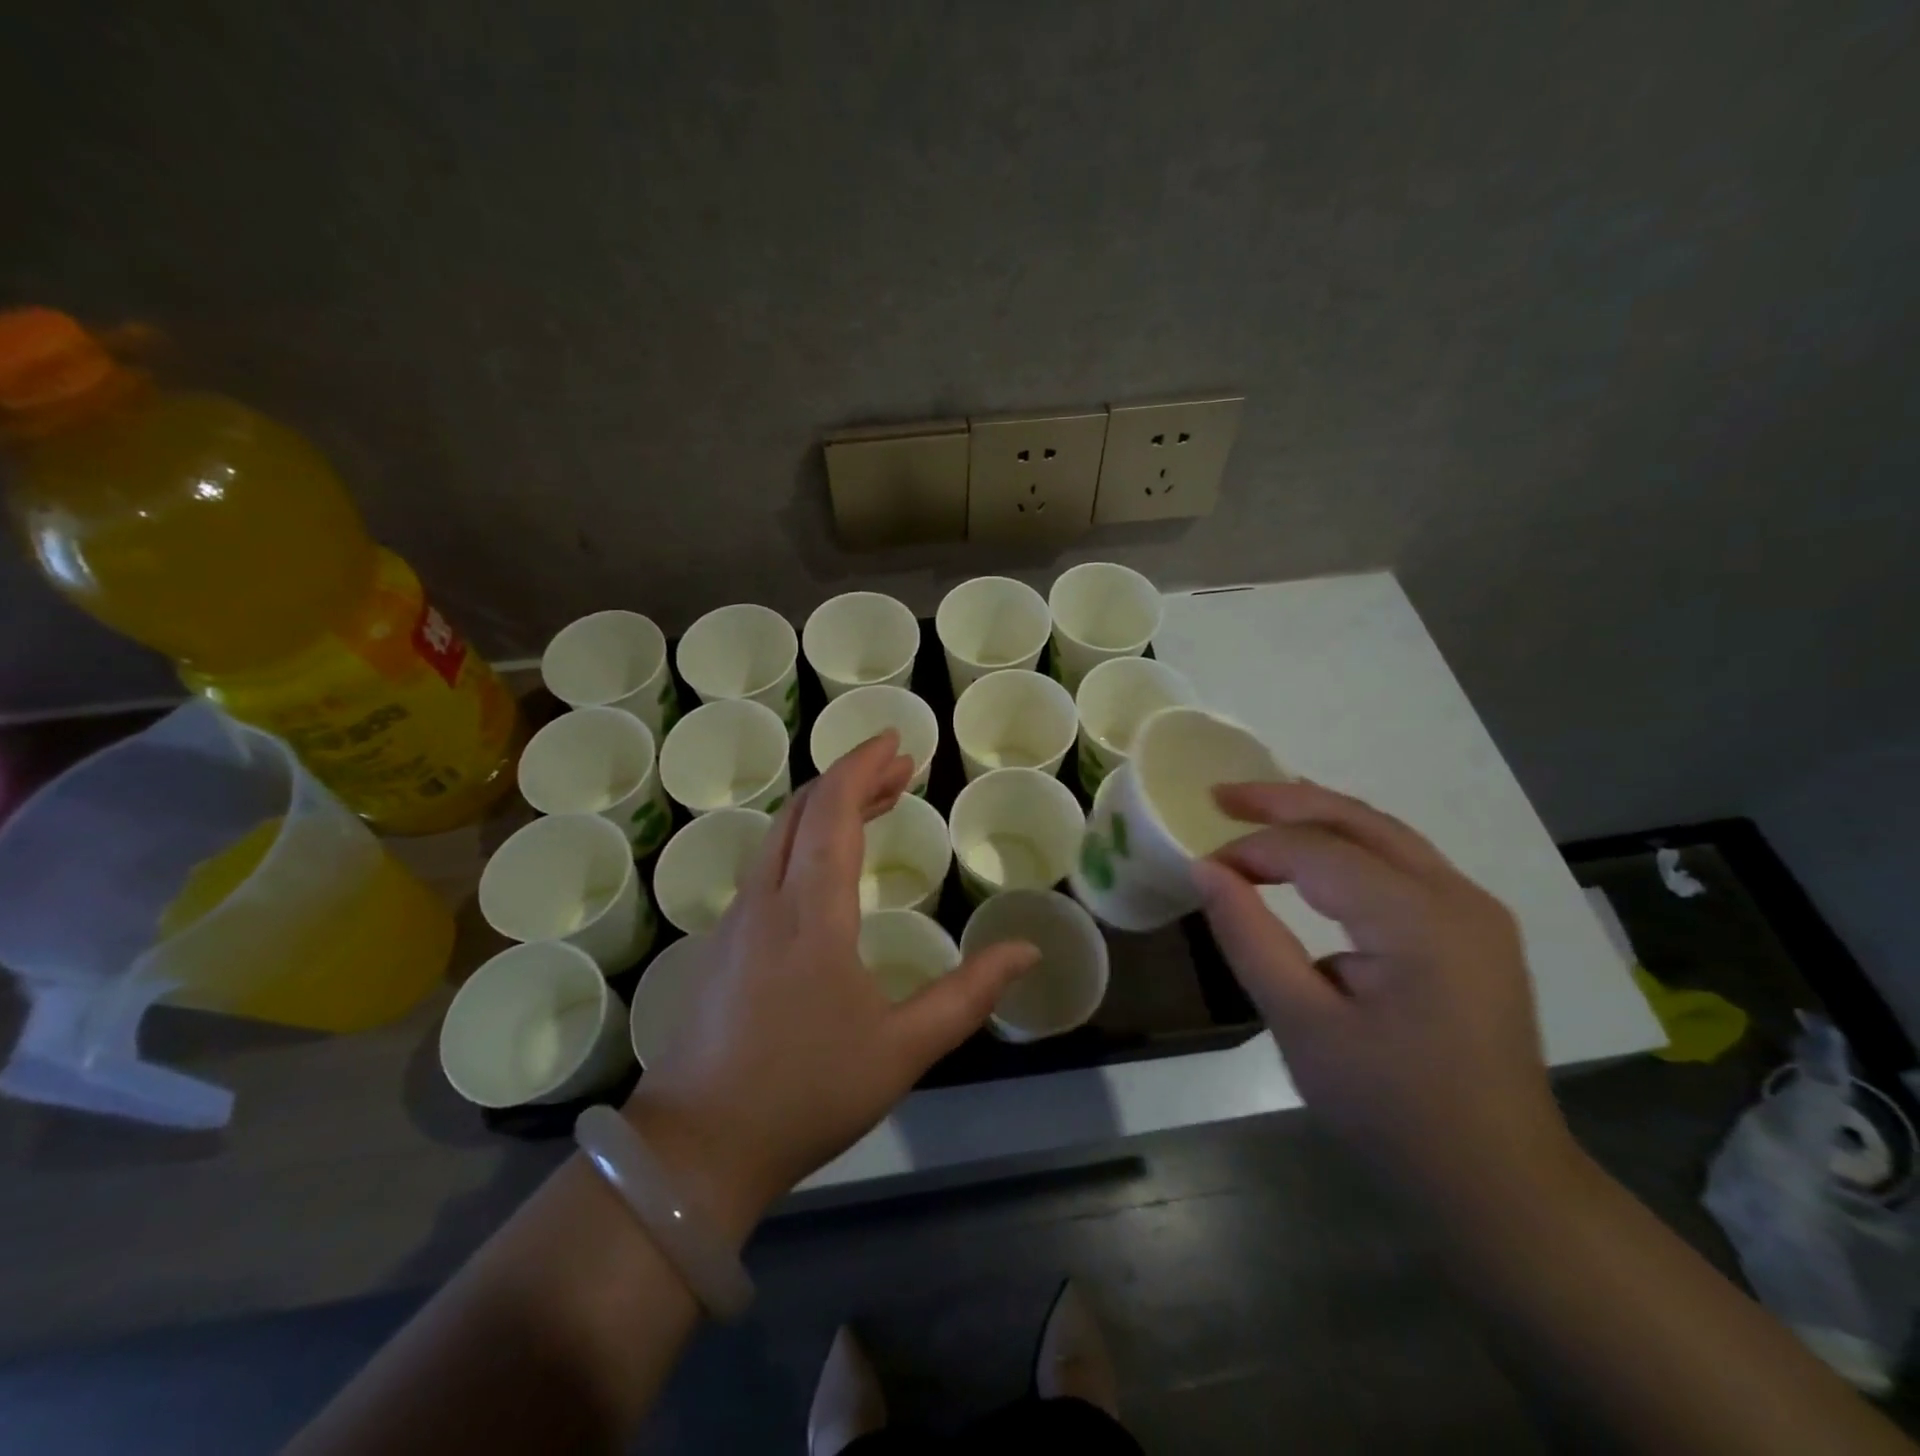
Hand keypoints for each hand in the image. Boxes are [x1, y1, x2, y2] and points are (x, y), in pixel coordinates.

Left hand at [625, 731, 1038, 1236]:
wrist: (697, 1148)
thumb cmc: (807, 1093)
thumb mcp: (902, 1050)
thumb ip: (968, 995)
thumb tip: (1026, 950)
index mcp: (812, 912)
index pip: (834, 810)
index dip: (864, 766)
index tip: (897, 742)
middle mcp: (768, 898)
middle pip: (805, 810)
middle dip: (853, 778)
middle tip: (900, 769)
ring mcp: (737, 919)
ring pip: (782, 834)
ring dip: (828, 808)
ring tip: (875, 804)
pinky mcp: (724, 942)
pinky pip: (768, 863)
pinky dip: (805, 839)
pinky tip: (828, 864)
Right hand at [1191, 781, 1573, 1205]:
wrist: (1500, 1183)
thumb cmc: (1392, 1110)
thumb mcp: (1302, 1026)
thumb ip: (1249, 937)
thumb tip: (1205, 869)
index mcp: (1419, 920)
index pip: (1317, 852)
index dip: (1252, 850)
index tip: (1202, 869)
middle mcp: (1457, 897)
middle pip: (1359, 819)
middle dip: (1284, 801)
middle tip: (1218, 796)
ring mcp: (1475, 910)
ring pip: (1385, 833)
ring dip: (1318, 815)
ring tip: (1256, 810)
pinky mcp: (1474, 929)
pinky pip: (1403, 862)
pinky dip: (1349, 844)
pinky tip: (1315, 853)